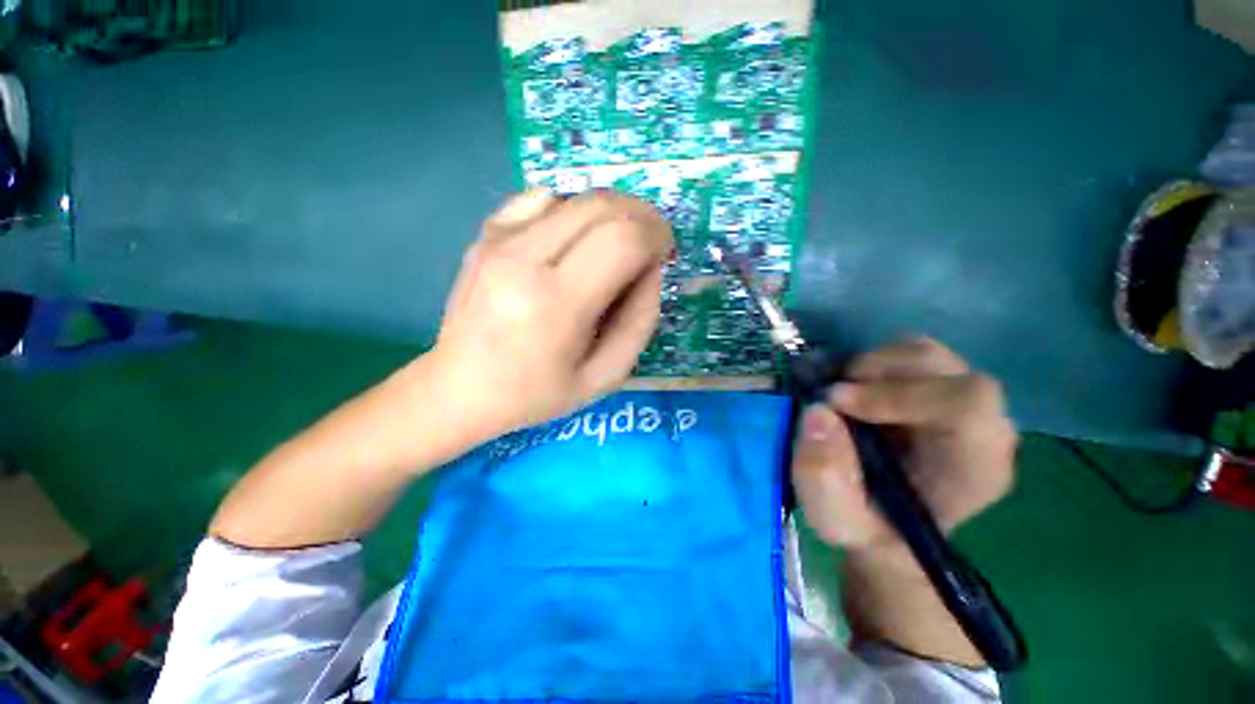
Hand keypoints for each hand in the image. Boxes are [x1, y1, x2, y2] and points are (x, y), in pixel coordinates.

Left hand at [424, 189, 673, 439]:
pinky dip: (573, 210)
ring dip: (611, 213)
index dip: (656, 236)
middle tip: (650, 242)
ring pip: (575, 197)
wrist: (460, 388)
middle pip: (601, 206)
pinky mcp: (486, 234)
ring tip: (617, 244)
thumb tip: (652, 267)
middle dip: (641, 216)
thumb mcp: (606, 376)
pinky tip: (575, 240)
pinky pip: (542, 198)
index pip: (622, 239)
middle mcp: (523, 259)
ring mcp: (498, 240)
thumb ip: (641, 320)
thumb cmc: (537, 392)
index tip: (664, 253)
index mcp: (556, 304)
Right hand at [791, 337, 1016, 553]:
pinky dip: (870, 364)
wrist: (884, 526)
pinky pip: (906, 356)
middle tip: (831, 393)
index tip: (838, 402)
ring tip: (838, 392)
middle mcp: (979, 427)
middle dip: (877, 371)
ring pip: (924, 354)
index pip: (967, 405)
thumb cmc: (867, 528)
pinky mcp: (933, 389)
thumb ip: (823, 476)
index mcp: (974, 467)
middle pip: (943, 368)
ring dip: (870, 365)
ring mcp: (957, 402)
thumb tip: (819, 412)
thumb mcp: (834, 518)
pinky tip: (849, 390)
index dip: (899, 393)